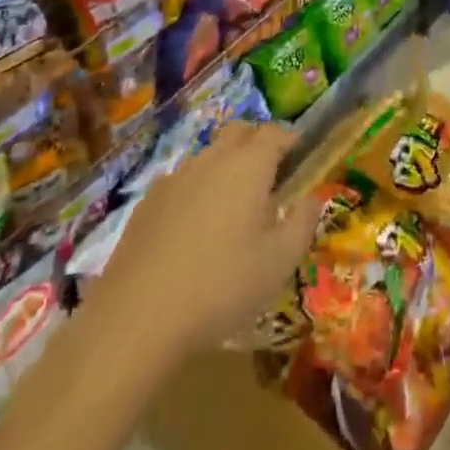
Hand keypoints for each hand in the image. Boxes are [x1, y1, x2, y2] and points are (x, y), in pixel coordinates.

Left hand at [96, 122, 320, 358]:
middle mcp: (213, 159)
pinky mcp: (148, 201)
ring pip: (209, 155)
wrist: (137, 318)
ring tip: (232, 208)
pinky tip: (193, 230)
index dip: (290, 140)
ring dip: (226, 166)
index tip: (300, 159)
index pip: (275, 133)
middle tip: (269, 178)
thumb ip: (303, 222)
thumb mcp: (279, 262)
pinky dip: (196, 190)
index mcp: (249, 166)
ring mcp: (176, 177)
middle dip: (258, 143)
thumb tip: (312, 197)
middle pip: (240, 131)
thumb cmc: (221, 286)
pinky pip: (182, 180)